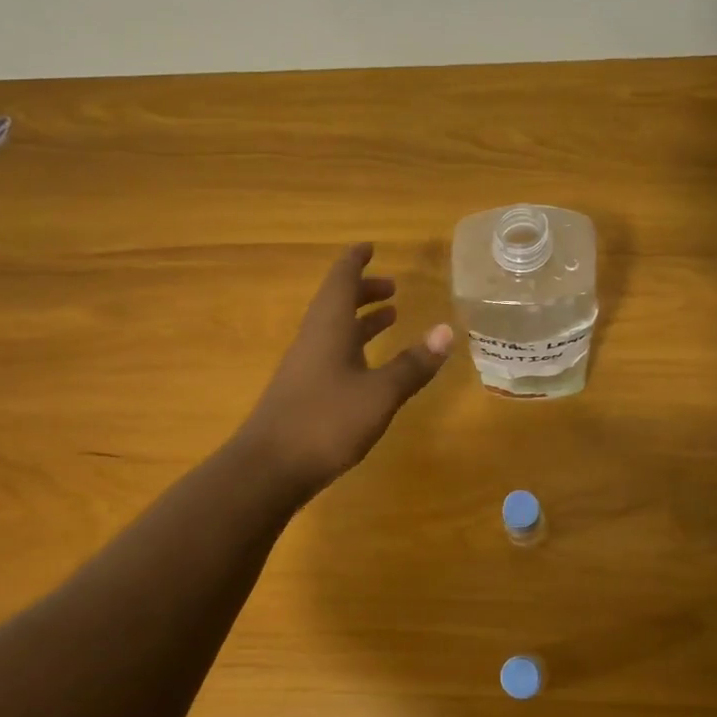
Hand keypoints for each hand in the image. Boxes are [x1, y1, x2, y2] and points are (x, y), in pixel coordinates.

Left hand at [239, 244, 452, 499]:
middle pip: (336, 302)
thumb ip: (413, 364)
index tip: (371, 247)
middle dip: (364, 291)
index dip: (356, 261)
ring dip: (360, 320)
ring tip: (389, 318)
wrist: (270, 468)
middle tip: (392, 288)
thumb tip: (446, 330)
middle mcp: (313, 339)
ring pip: (333, 330)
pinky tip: (367, 368)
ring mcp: (304, 366)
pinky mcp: (302, 392)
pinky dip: (353, 347)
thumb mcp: (379, 393)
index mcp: (328, 327)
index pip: (341, 280)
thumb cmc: (326, 422)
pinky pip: (330, 354)